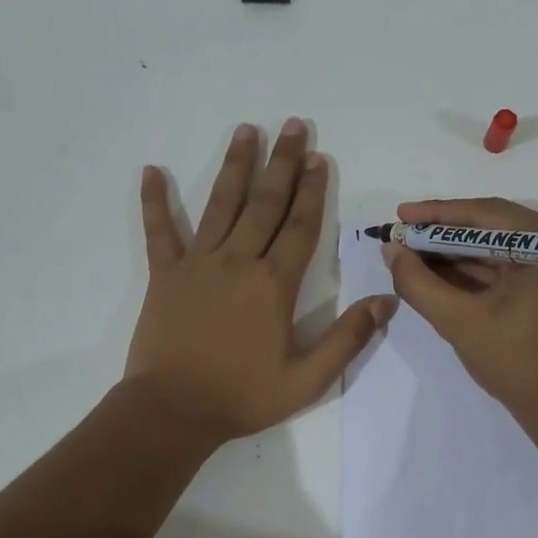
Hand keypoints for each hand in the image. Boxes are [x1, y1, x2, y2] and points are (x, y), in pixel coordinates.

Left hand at [125, 119, 396, 443]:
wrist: (173, 411)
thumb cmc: (243, 396)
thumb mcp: (307, 379)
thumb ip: (348, 338)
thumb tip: (386, 301)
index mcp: (274, 285)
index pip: (301, 227)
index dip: (314, 191)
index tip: (320, 158)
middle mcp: (238, 262)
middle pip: (265, 203)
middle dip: (283, 163)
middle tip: (293, 126)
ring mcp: (198, 264)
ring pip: (220, 205)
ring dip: (235, 166)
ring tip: (246, 130)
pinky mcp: (164, 275)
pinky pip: (159, 232)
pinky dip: (154, 202)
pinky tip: (151, 170)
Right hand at [382, 197, 537, 429]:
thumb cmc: (517, 364)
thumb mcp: (459, 321)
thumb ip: (419, 283)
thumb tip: (391, 250)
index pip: (487, 215)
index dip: (438, 214)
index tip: (400, 216)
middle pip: (493, 227)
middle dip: (443, 233)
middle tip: (402, 234)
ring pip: (498, 247)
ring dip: (455, 252)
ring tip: (412, 253)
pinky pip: (508, 267)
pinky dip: (474, 270)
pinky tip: (438, 272)